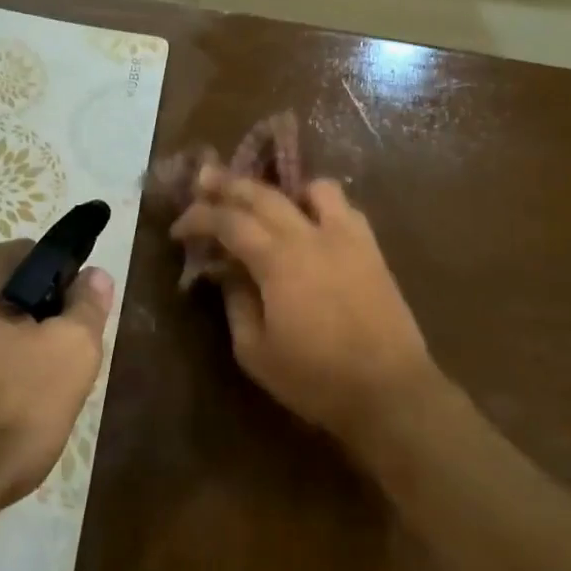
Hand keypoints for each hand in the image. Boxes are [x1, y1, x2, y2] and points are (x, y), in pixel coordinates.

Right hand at [170, 172, 436, 448]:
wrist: (390, 391)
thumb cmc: (316, 378)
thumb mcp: (255, 352)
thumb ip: (237, 304)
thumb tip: (228, 273)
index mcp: (278, 260)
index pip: (229, 221)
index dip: (199, 218)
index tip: (179, 229)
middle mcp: (310, 236)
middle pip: (264, 194)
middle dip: (228, 184)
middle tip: (204, 180)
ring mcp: (347, 238)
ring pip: (313, 189)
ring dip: (283, 188)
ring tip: (268, 203)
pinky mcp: (371, 250)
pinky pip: (345, 209)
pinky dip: (320, 205)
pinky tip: (312, 225)